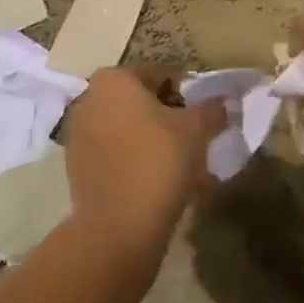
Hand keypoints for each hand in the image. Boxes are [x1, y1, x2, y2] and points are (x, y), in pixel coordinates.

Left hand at [62, 66, 225, 262]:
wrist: (118, 227)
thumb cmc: (159, 162)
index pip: (162, 75)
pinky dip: (137, 160)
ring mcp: (79, 134)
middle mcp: (90, 99)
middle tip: (196, 141)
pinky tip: (160, 182)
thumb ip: (213, 109)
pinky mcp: (77, 166)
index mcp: (114, 80)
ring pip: (129, 129)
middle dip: (170, 118)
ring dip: (155, 140)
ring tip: (183, 166)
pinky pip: (116, 153)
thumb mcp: (197, 130)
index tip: (206, 118)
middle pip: (143, 101)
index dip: (189, 95)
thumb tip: (225, 102)